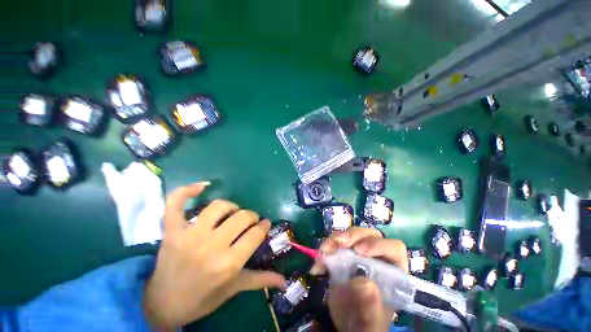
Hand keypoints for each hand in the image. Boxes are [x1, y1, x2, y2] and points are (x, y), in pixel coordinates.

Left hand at [143, 182, 285, 327]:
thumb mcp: (233, 289)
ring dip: (231, 207)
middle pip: (241, 217)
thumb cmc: (202, 298)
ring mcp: (189, 235)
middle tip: (250, 222)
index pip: (255, 234)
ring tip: (232, 213)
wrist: (162, 304)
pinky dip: (187, 191)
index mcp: (228, 264)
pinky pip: (176, 203)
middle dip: (251, 216)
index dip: (264, 226)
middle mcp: (211, 246)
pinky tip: (202, 186)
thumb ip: (260, 280)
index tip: (265, 224)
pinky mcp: (172, 230)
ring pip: (219, 206)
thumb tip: (285, 280)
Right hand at [310, 227, 407, 331]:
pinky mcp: (344, 252)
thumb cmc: (365, 321)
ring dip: (335, 239)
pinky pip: (335, 242)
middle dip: (352, 236)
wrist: (348, 321)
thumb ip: (370, 307)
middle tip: (339, 243)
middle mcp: (376, 256)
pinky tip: (319, 261)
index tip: (360, 251)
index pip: (393, 248)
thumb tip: (364, 282)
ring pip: (350, 234)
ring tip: (324, 251)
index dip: (378, 245)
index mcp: (392, 270)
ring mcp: (359, 251)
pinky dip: (326, 248)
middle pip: (369, 235)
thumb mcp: (370, 321)